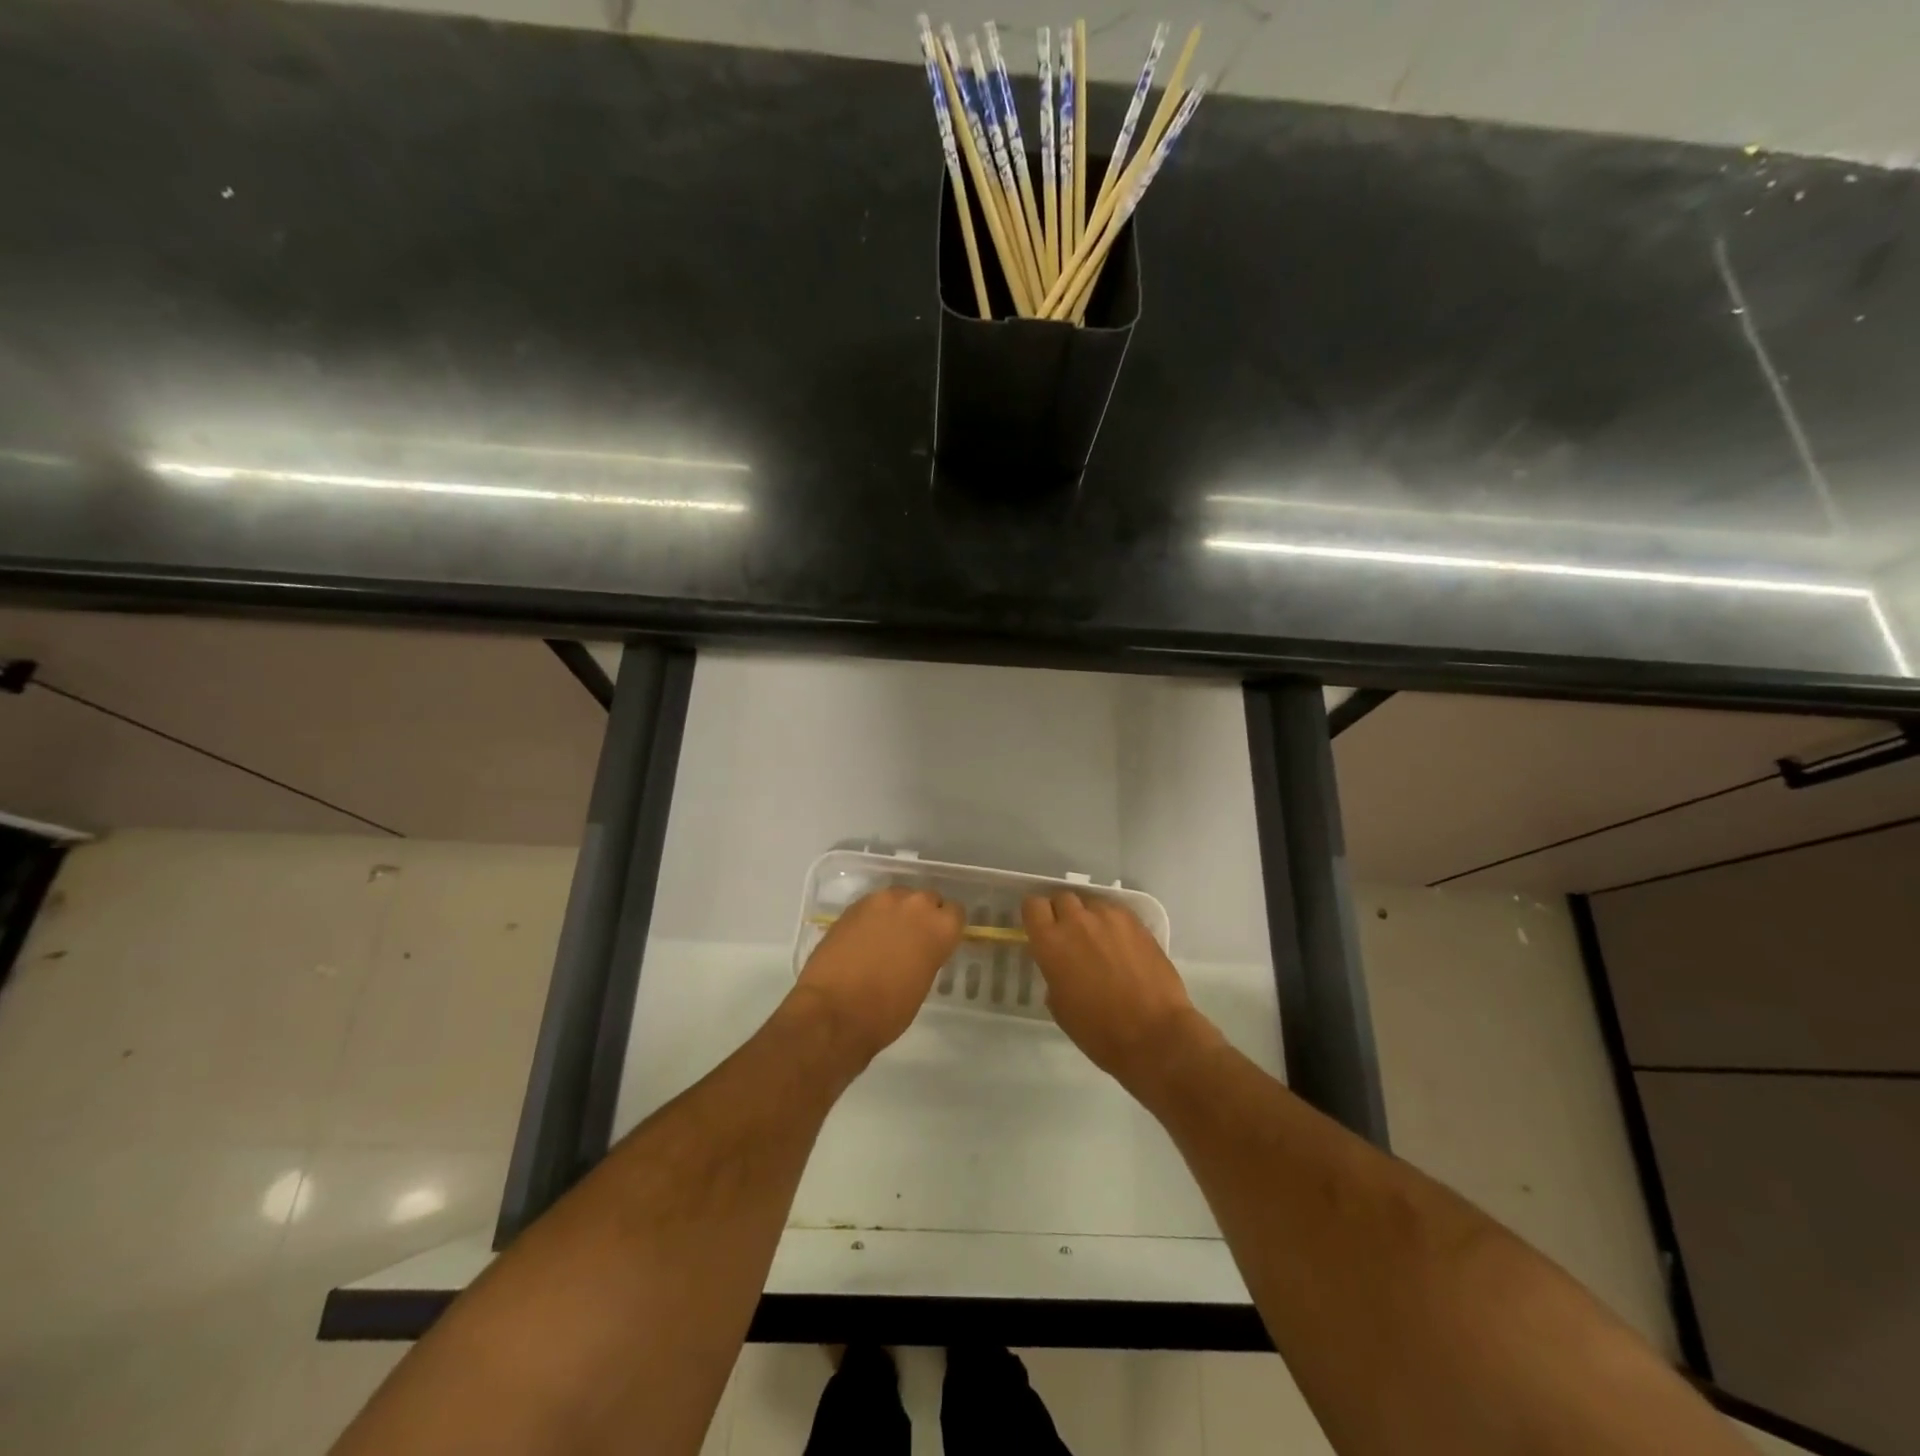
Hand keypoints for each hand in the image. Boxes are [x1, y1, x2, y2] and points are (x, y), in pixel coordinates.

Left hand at [793, 887, 964, 1062]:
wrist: (833, 1011)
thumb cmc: (886, 1012)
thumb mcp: (921, 985)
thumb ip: (927, 956)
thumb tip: (918, 949)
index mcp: (939, 927)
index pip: (955, 913)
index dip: (946, 928)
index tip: (938, 942)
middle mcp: (914, 905)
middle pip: (927, 899)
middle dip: (922, 916)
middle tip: (912, 940)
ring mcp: (881, 901)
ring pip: (899, 897)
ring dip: (897, 912)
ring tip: (885, 937)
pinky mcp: (853, 905)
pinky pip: (873, 905)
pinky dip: (873, 917)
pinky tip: (863, 939)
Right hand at [1023, 892, 1219, 1093]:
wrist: (1154, 1034)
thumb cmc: (1099, 1031)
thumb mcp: (1059, 1006)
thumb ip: (1053, 972)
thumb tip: (1060, 964)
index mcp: (1051, 942)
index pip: (1033, 905)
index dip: (1036, 916)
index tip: (1041, 930)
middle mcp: (1077, 921)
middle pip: (1062, 897)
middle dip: (1062, 913)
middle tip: (1070, 937)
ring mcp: (1109, 917)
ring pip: (1090, 902)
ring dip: (1089, 917)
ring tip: (1099, 940)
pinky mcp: (1136, 922)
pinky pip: (1115, 911)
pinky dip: (1112, 923)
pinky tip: (1121, 945)